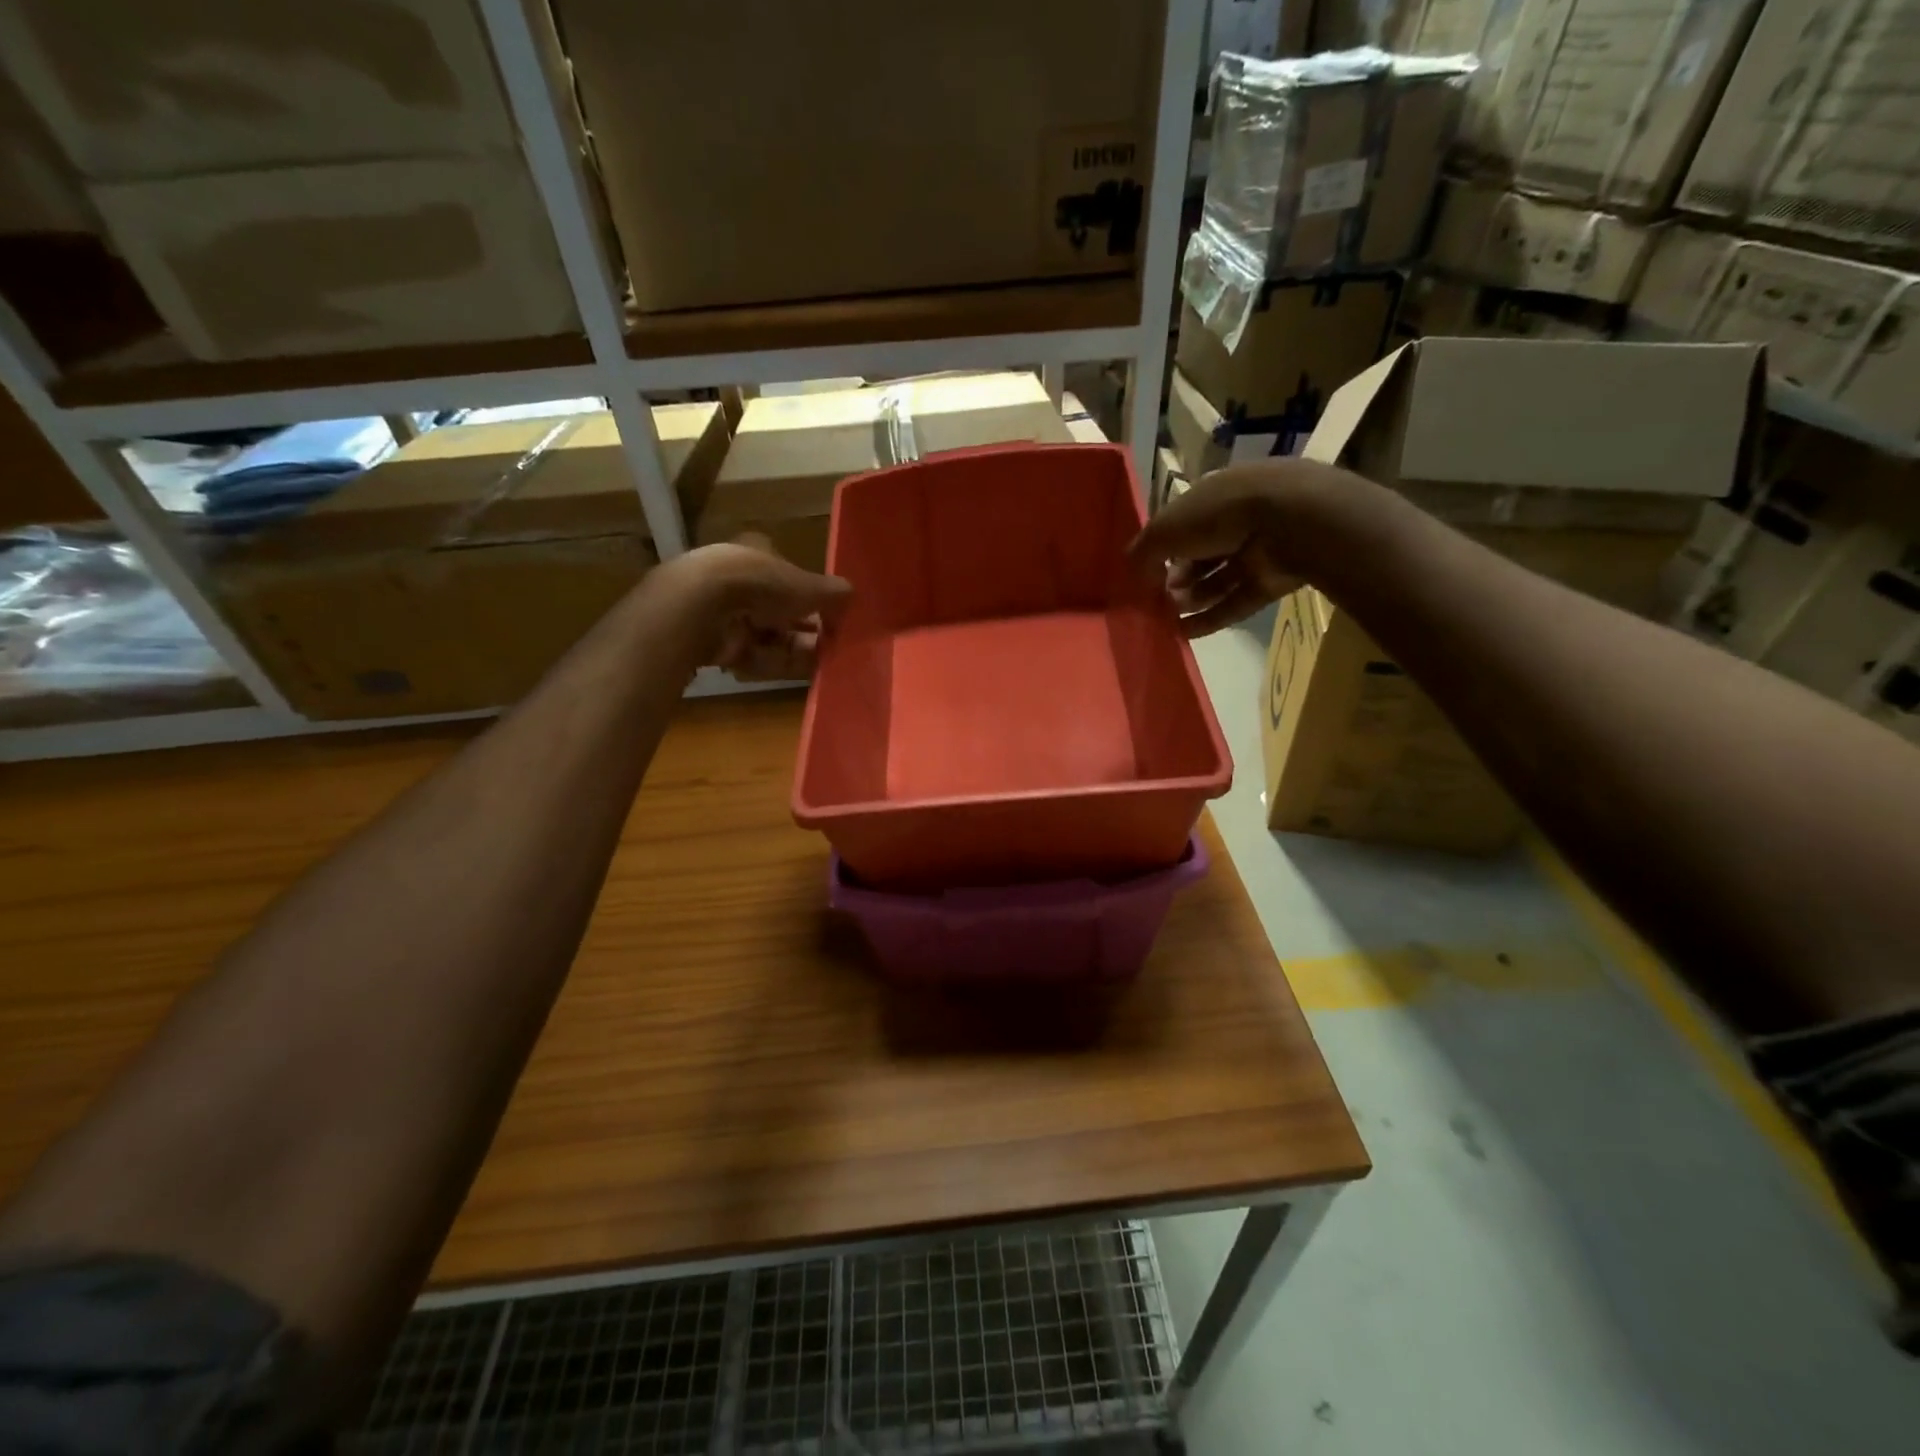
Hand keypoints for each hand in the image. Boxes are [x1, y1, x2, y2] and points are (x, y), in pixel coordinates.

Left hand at [663, 537, 850, 680]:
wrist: (703, 607)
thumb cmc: (761, 584)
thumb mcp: (809, 586)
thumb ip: (834, 594)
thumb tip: (854, 596)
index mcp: (757, 556)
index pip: (789, 576)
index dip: (810, 597)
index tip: (831, 616)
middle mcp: (739, 582)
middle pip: (780, 611)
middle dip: (806, 629)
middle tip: (833, 645)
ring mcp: (724, 615)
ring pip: (768, 637)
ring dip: (796, 650)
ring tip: (824, 662)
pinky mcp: (715, 645)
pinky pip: (753, 657)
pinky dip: (774, 664)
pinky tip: (796, 672)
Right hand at [1127, 458, 1364, 636]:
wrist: (1291, 521)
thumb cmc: (1219, 513)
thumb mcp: (1166, 528)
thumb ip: (1144, 551)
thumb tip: (1132, 573)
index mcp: (1212, 496)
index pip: (1182, 524)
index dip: (1161, 548)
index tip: (1144, 573)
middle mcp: (1235, 520)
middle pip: (1199, 555)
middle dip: (1175, 578)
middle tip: (1156, 598)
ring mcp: (1258, 551)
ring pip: (1217, 580)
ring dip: (1190, 599)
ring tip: (1167, 616)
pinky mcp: (1272, 580)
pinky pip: (1236, 602)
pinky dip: (1211, 619)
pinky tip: (1184, 635)